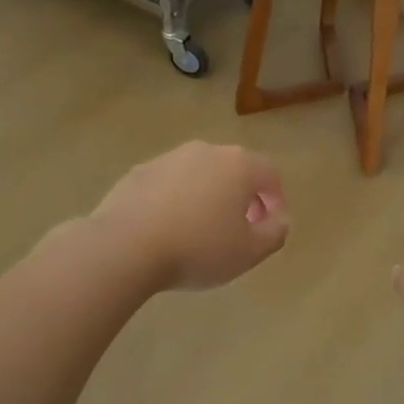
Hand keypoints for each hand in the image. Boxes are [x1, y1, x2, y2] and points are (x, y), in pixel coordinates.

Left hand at [91, 142, 288, 290]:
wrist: (125, 246)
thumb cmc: (198, 248)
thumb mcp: (250, 252)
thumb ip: (275, 233)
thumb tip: (278, 219)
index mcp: (238, 165)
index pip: (270, 174)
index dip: (276, 200)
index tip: (270, 225)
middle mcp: (205, 151)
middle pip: (235, 170)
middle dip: (243, 196)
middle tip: (241, 227)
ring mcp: (168, 158)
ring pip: (200, 175)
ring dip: (208, 196)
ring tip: (202, 230)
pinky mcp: (138, 172)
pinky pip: (169, 184)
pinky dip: (176, 200)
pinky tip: (168, 229)